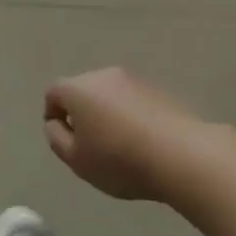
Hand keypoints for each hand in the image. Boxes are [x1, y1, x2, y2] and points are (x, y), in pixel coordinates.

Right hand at [44, 66, 202, 200]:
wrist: (182, 155)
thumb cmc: (120, 159)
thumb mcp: (77, 160)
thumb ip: (56, 139)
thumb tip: (56, 123)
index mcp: (77, 88)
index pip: (53, 93)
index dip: (53, 116)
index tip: (65, 141)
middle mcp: (103, 75)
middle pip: (82, 90)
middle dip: (81, 113)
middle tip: (90, 145)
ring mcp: (133, 79)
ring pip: (109, 94)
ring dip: (107, 113)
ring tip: (119, 145)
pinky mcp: (158, 89)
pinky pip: (133, 101)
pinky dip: (131, 116)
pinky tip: (143, 142)